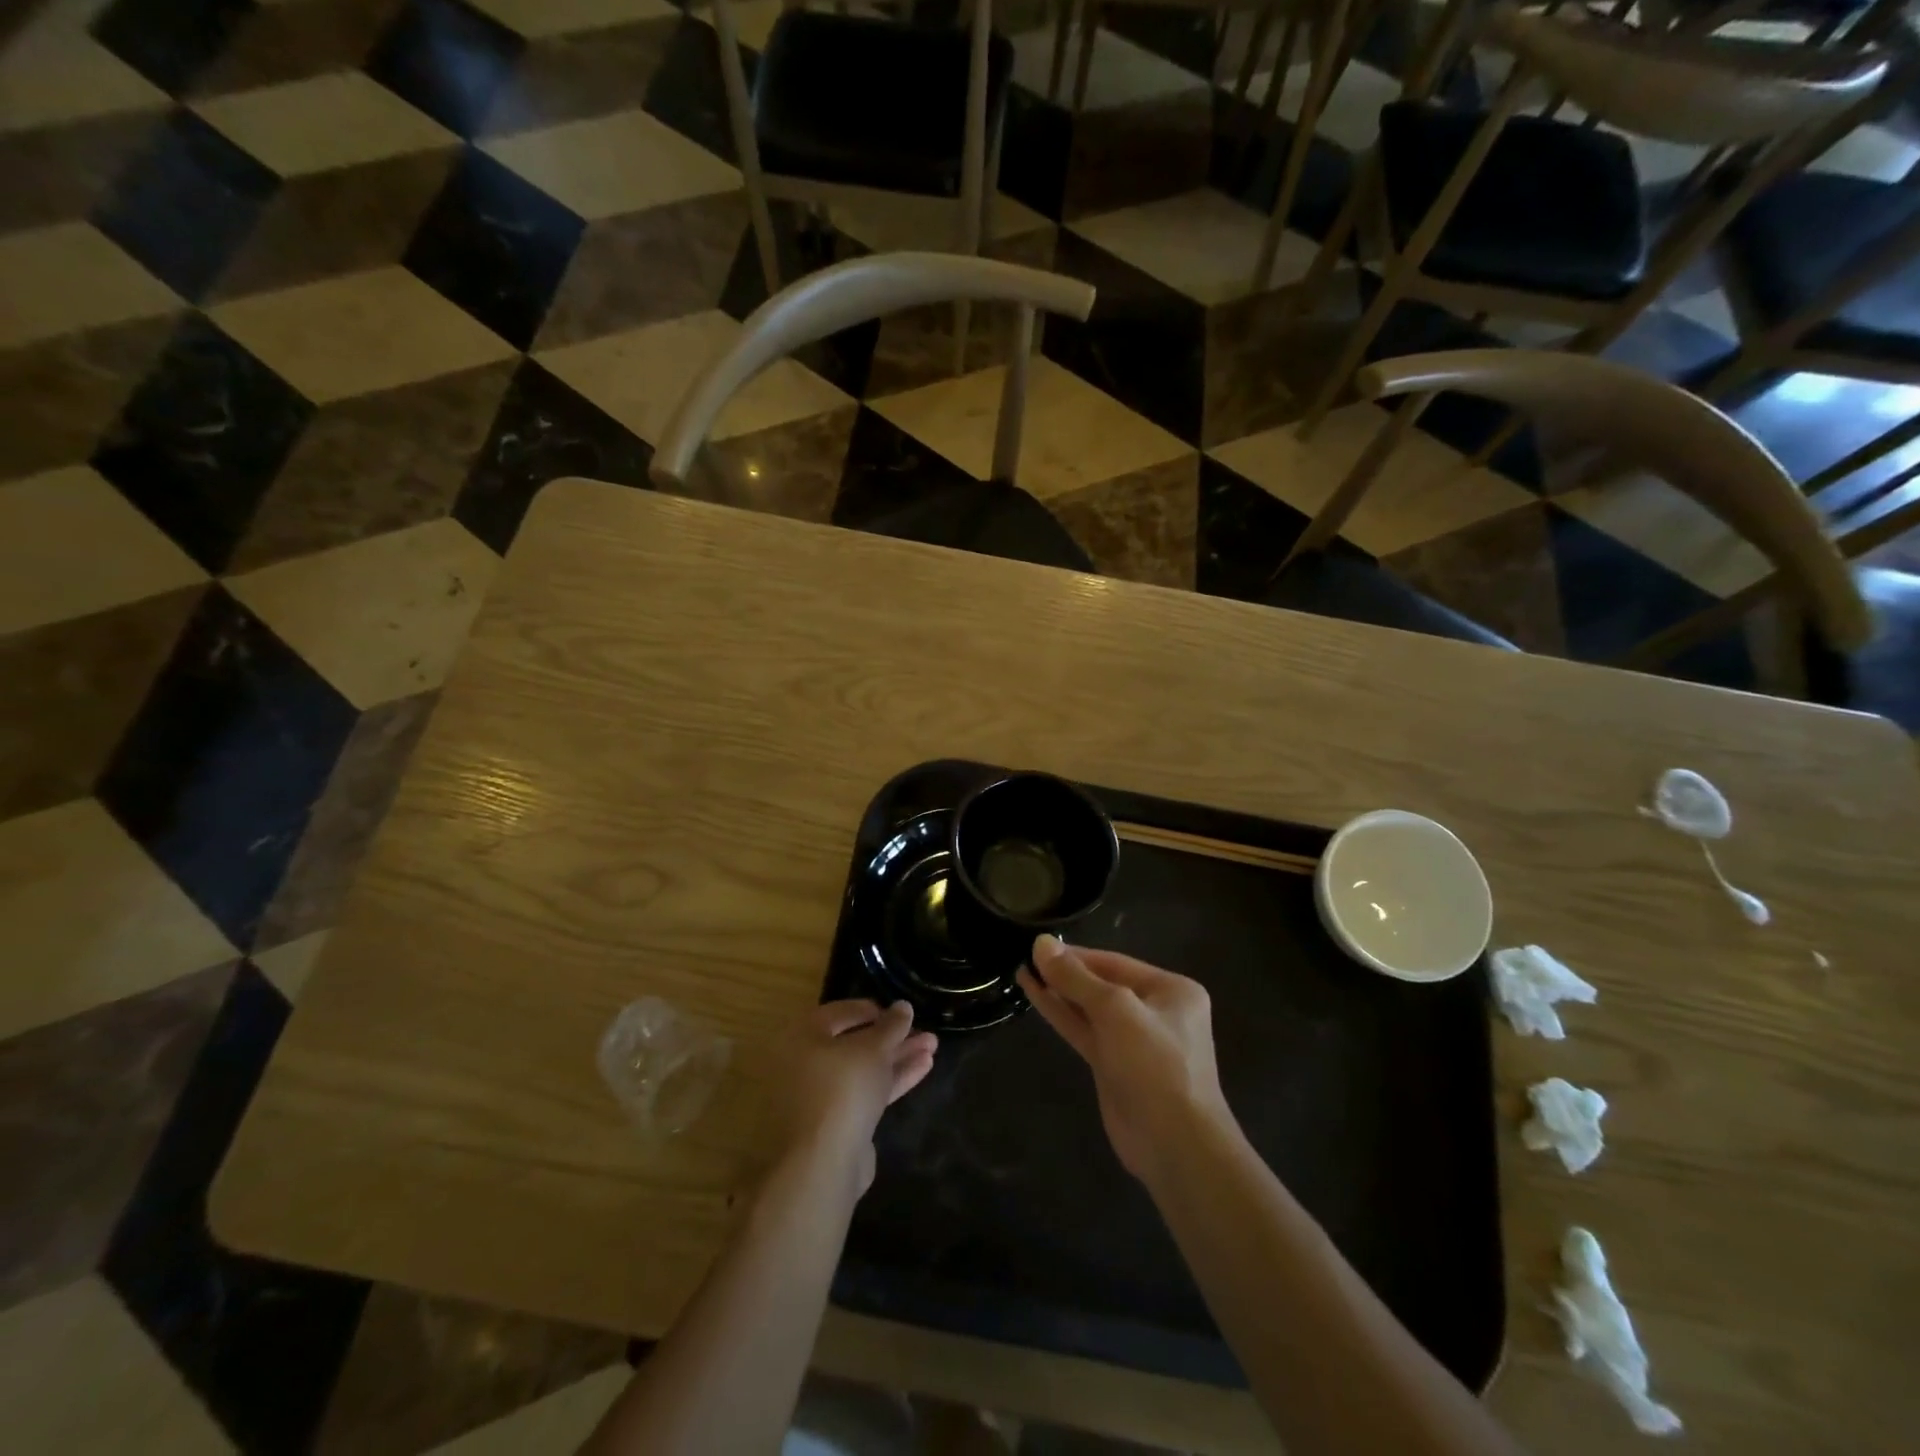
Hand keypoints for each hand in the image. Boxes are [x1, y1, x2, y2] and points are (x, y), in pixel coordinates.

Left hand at [782, 1000, 937, 1192]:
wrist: (822, 1164)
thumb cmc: (842, 1089)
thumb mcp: (873, 1049)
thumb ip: (891, 1026)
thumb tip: (903, 1006)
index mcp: (802, 1037)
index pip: (839, 1013)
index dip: (873, 1010)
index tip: (900, 1013)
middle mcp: (805, 1064)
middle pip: (855, 1043)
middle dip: (893, 1038)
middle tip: (925, 1032)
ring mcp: (820, 1096)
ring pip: (864, 1070)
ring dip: (898, 1058)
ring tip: (933, 1047)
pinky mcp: (836, 1124)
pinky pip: (865, 1093)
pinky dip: (891, 1080)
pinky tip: (924, 1068)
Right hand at [1017, 936, 1231, 1182]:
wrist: (1174, 1144)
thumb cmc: (1154, 1064)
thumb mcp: (1115, 1010)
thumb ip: (1076, 977)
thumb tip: (1041, 943)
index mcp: (1172, 990)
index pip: (1115, 962)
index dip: (1076, 955)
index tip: (1038, 946)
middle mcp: (1156, 1011)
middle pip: (1103, 984)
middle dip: (1066, 973)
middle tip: (1026, 958)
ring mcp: (1135, 1042)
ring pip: (1090, 1010)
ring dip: (1059, 992)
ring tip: (1023, 972)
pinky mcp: (1115, 1068)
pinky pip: (1085, 1032)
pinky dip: (1061, 1015)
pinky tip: (1035, 997)